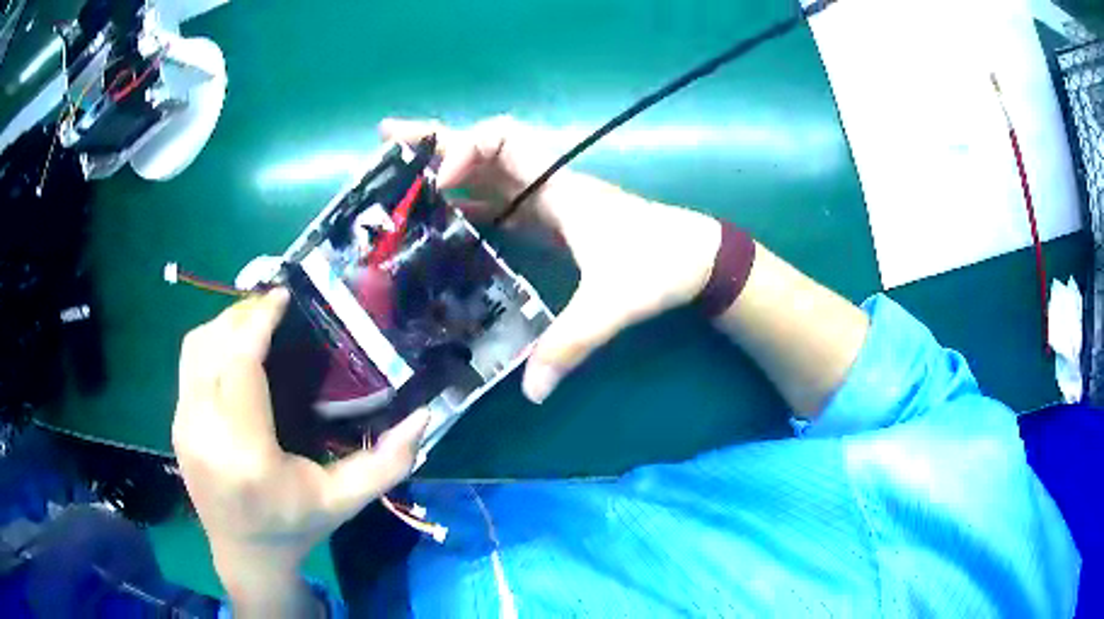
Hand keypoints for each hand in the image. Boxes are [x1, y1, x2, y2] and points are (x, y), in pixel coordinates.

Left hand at [172, 289, 428, 612]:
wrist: (246, 556)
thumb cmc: (296, 528)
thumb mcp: (346, 501)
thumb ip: (387, 463)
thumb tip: (423, 415)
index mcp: (247, 455)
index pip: (240, 362)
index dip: (258, 320)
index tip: (283, 296)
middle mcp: (205, 433)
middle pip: (212, 344)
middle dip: (243, 314)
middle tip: (276, 306)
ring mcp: (184, 427)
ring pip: (194, 348)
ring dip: (224, 324)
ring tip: (256, 322)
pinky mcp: (177, 424)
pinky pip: (188, 365)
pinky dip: (212, 343)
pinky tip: (236, 350)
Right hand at [380, 117, 721, 402]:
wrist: (694, 260)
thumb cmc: (659, 264)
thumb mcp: (612, 304)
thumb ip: (571, 345)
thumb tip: (531, 393)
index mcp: (558, 184)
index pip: (504, 138)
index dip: (466, 148)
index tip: (440, 180)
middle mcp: (545, 182)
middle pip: (483, 146)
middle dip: (435, 140)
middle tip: (386, 141)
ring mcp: (545, 200)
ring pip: (486, 173)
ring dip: (444, 170)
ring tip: (397, 178)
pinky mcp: (547, 221)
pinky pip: (496, 203)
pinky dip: (464, 206)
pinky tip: (438, 221)